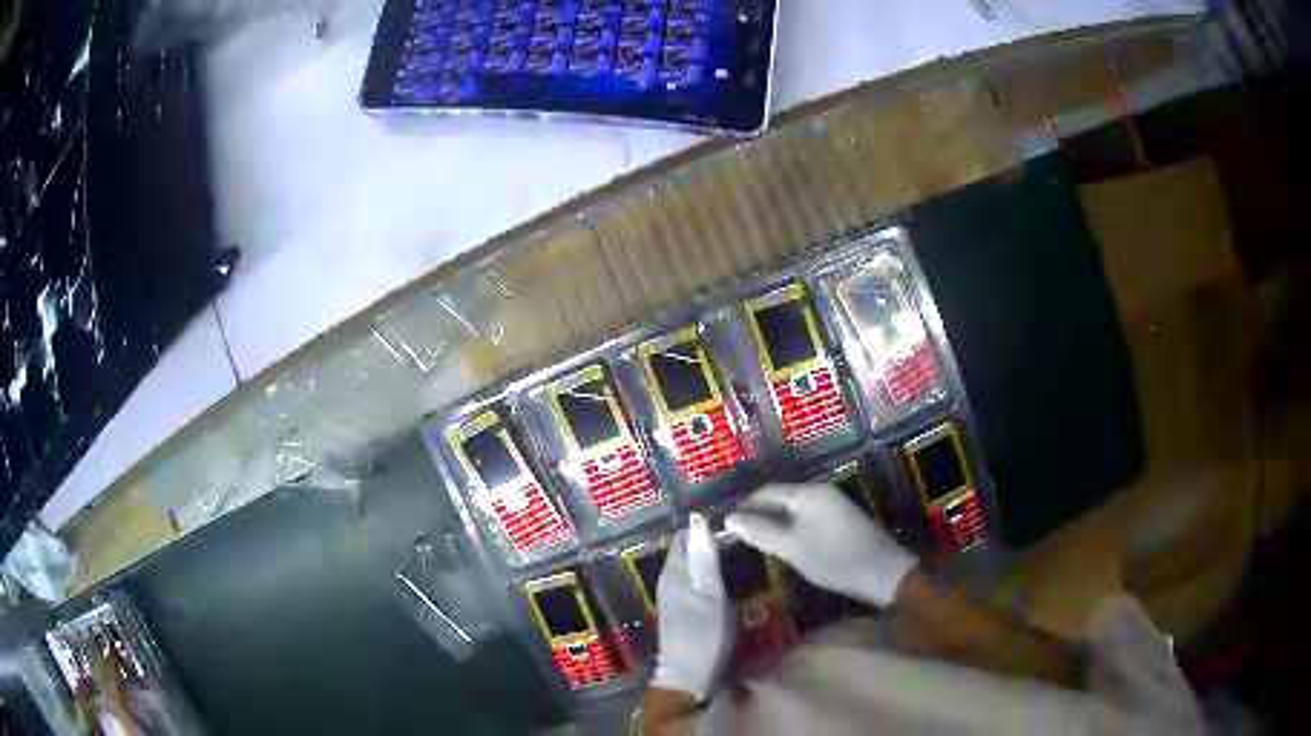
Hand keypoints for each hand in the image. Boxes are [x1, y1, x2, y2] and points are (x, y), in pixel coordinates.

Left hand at [650, 514, 731, 699]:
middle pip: (687, 549)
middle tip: (742, 532)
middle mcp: (670, 580)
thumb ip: (704, 559)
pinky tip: (728, 576)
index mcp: (673, 572)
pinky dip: (711, 573)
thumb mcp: (709, 595)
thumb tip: (697, 519)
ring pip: (692, 565)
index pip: (685, 534)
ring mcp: (675, 597)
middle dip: (708, 538)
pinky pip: (696, 581)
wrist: (689, 677)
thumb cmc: (703, 635)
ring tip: (740, 549)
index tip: (732, 517)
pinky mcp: (685, 611)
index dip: (704, 523)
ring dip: (710, 556)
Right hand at [726, 483, 916, 606]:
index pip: (766, 491)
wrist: (881, 572)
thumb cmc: (833, 558)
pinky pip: (808, 518)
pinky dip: (793, 529)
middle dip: (760, 515)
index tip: (728, 528)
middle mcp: (820, 492)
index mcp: (807, 493)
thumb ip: (760, 531)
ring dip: (776, 524)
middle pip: (781, 498)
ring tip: (760, 545)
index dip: (745, 507)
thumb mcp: (791, 547)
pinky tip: (788, 548)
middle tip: (741, 539)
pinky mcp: (842, 520)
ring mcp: (834, 505)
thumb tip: (729, 519)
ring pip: (794, 510)